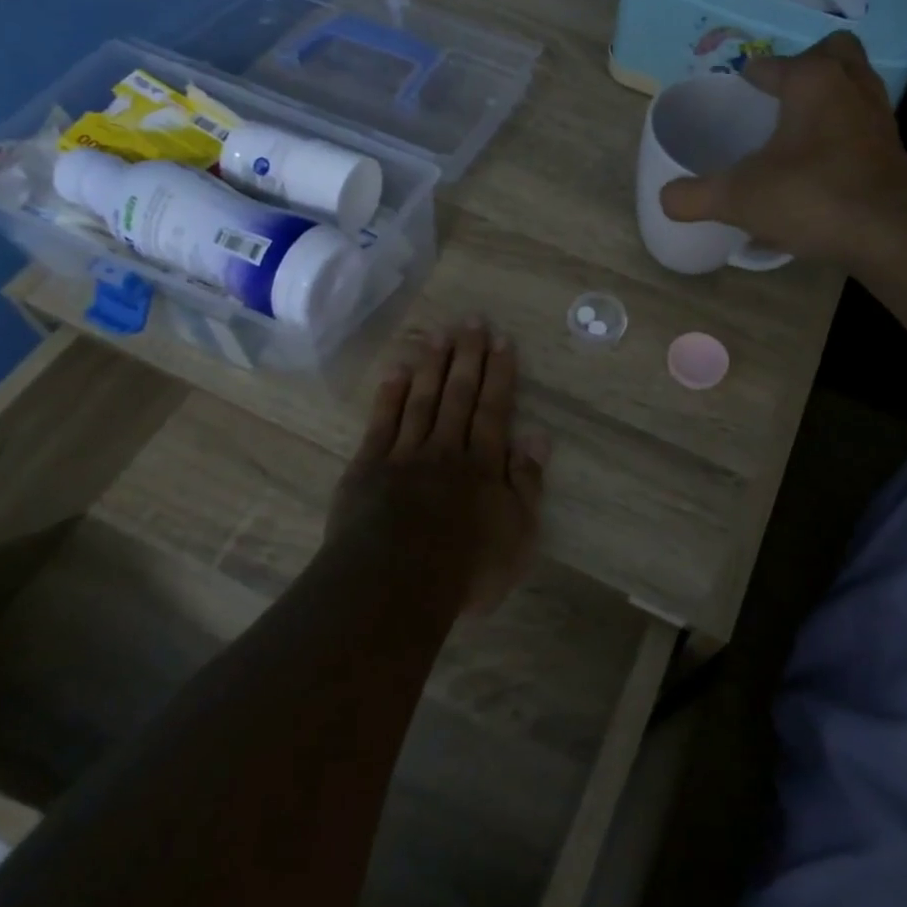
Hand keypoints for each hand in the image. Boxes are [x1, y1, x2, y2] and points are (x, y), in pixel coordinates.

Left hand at [324, 318, 547, 614]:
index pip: (494, 409)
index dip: (499, 373)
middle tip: (472, 320)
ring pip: (422, 399)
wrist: (393, 586)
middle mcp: (446, 448)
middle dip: (467, 356)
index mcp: (483, 465)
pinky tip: (398, 369)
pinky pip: (382, 421)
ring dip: (432, 364)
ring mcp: (404, 454)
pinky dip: (391, 393)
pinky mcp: (368, 467)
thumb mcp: (517, 536)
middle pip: (458, 394)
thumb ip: (527, 483)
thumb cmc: (465, 569)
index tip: (502, 340)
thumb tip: (538, 436)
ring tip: (440, 333)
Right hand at [659, 31, 906, 270]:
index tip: (738, 86)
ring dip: (829, 98)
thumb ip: (695, 196)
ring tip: (798, 129)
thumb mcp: (738, 199)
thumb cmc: (810, 197)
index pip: (775, 64)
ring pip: (855, 88)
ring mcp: (879, 119)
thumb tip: (665, 198)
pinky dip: (843, 135)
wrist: (888, 235)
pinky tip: (820, 168)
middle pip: (834, 53)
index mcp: (812, 82)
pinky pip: (863, 127)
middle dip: (807, 64)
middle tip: (781, 95)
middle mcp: (851, 88)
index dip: (751, 74)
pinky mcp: (893, 152)